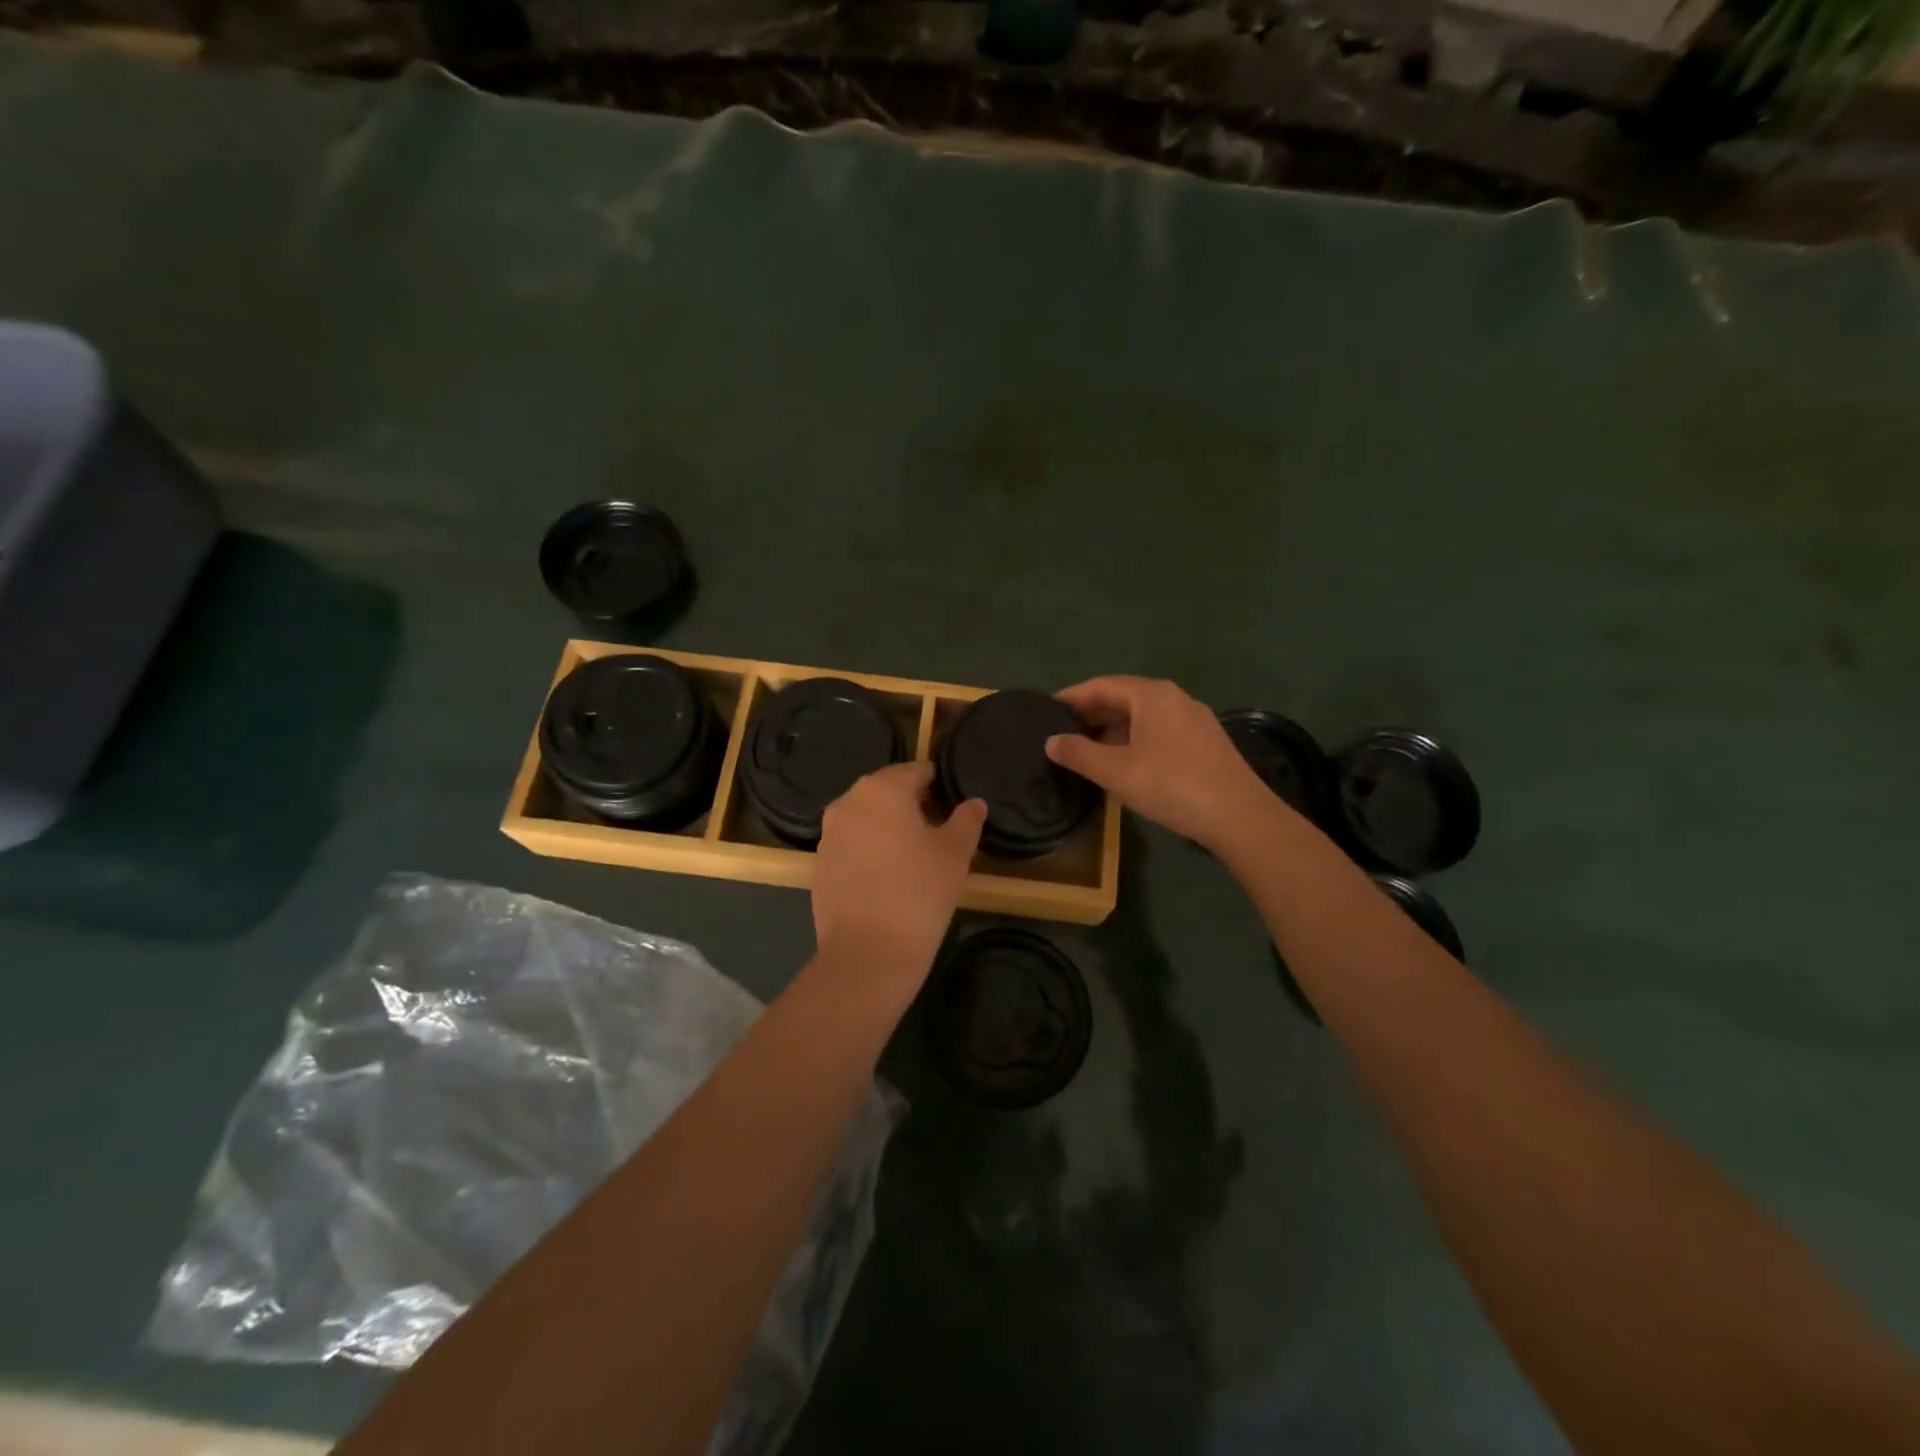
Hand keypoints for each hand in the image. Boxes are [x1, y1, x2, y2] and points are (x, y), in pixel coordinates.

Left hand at [813, 762, 986, 980]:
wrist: (868, 954)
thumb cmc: (919, 893)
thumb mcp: (956, 853)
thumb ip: (967, 820)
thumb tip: (974, 803)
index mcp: (882, 789)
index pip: (916, 771)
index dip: (938, 784)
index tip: (953, 804)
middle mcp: (848, 802)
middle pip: (887, 791)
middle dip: (912, 804)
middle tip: (939, 831)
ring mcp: (829, 834)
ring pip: (866, 818)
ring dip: (889, 827)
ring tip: (915, 856)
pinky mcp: (820, 864)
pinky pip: (851, 844)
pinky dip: (870, 850)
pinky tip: (888, 877)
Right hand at [1045, 676, 1273, 848]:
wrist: (1238, 816)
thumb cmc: (1171, 784)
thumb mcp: (1116, 771)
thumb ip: (1079, 754)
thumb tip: (1051, 741)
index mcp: (1151, 695)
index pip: (1101, 685)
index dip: (1071, 697)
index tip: (1046, 709)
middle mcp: (1174, 698)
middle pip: (1123, 698)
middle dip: (1091, 713)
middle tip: (1060, 732)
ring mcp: (1193, 720)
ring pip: (1141, 717)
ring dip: (1111, 729)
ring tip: (1085, 749)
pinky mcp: (1203, 743)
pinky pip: (1158, 731)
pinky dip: (1133, 740)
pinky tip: (1122, 763)